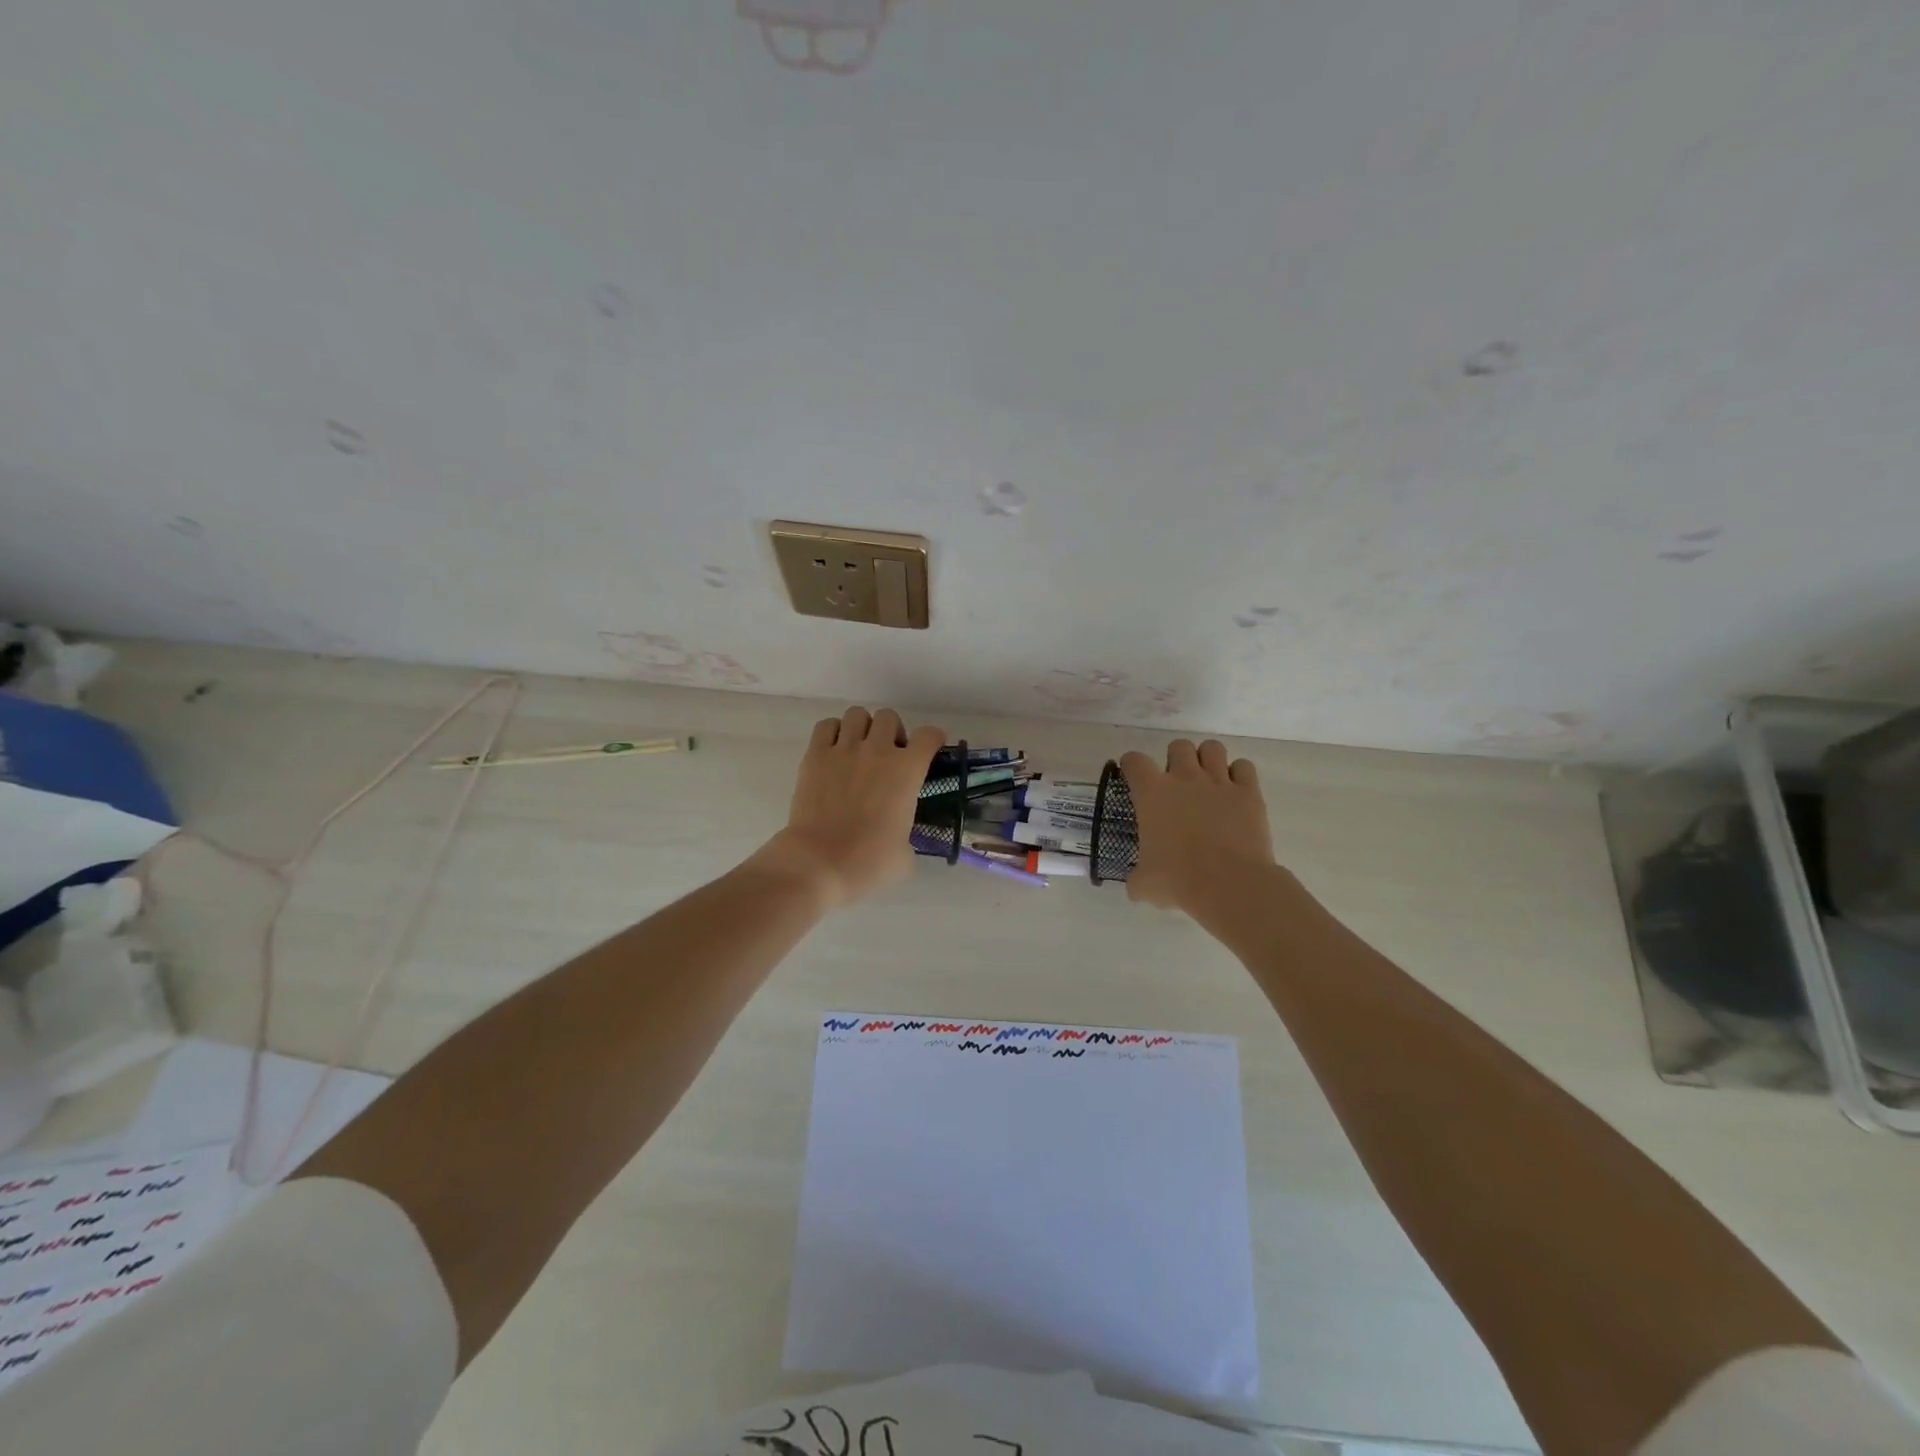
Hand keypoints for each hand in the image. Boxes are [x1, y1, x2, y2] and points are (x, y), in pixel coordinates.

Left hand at [751, 707, 945, 910]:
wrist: (818, 863)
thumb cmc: (868, 862)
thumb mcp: (905, 854)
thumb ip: (908, 835)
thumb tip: (899, 838)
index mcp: (907, 771)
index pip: (928, 736)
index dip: (932, 739)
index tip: (930, 749)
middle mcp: (878, 751)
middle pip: (889, 717)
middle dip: (893, 732)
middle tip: (889, 756)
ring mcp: (844, 750)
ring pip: (858, 714)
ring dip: (863, 728)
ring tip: (860, 749)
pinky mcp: (815, 756)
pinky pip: (826, 726)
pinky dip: (834, 732)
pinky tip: (834, 751)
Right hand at [1118, 739, 1274, 916]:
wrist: (1229, 883)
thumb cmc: (1178, 879)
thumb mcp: (1144, 884)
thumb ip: (1137, 878)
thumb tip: (1136, 886)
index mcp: (1152, 793)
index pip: (1135, 761)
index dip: (1131, 765)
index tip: (1133, 777)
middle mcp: (1184, 778)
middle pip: (1178, 746)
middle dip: (1175, 760)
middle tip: (1176, 784)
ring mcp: (1219, 782)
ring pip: (1212, 748)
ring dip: (1207, 760)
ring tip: (1207, 781)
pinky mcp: (1248, 793)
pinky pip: (1244, 767)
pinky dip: (1239, 775)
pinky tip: (1234, 792)